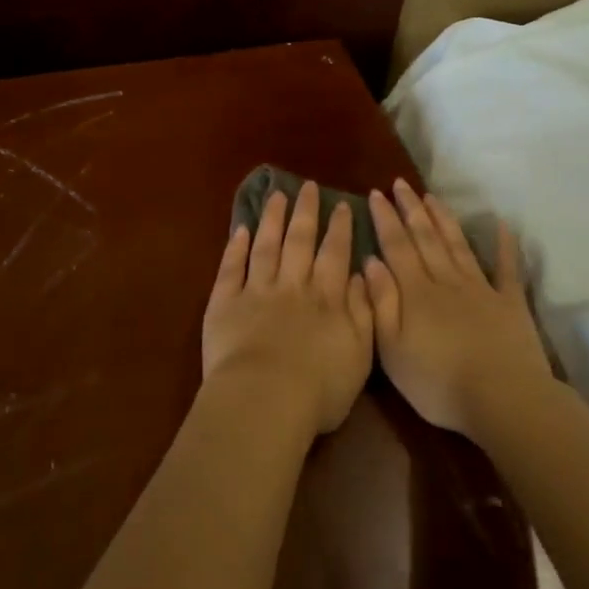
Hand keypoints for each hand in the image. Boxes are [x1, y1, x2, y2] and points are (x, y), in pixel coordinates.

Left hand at [202, 182, 373, 436]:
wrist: (264, 401)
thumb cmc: (319, 388)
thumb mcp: (360, 353)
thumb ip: (364, 311)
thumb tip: (361, 275)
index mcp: (326, 298)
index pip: (335, 253)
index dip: (339, 227)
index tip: (341, 204)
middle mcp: (292, 285)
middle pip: (299, 240)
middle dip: (305, 212)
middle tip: (307, 187)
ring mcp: (256, 291)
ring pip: (266, 245)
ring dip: (272, 218)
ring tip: (276, 195)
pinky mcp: (224, 303)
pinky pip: (230, 268)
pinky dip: (235, 247)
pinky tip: (241, 230)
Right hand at [364, 179, 554, 438]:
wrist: (503, 398)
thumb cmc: (439, 383)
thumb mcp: (392, 350)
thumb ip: (381, 303)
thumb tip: (370, 262)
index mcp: (416, 293)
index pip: (396, 247)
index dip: (385, 219)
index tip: (376, 194)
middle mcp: (446, 281)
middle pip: (425, 238)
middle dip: (411, 209)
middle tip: (400, 184)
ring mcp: (481, 289)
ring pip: (457, 245)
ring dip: (443, 219)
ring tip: (431, 197)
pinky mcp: (510, 303)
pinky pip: (507, 268)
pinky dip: (505, 245)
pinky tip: (501, 225)